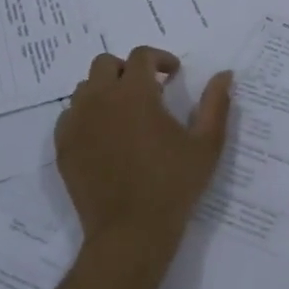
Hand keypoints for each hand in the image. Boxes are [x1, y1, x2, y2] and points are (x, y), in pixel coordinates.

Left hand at [53, 46, 232, 256]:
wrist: (130, 232)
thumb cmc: (173, 186)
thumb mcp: (206, 144)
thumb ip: (216, 104)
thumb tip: (225, 74)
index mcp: (135, 94)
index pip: (141, 56)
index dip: (160, 58)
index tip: (173, 75)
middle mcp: (100, 99)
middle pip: (106, 64)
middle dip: (128, 69)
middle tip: (148, 91)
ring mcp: (77, 123)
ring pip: (85, 88)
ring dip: (106, 90)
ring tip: (125, 113)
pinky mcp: (64, 146)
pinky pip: (70, 115)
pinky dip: (87, 115)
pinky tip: (105, 136)